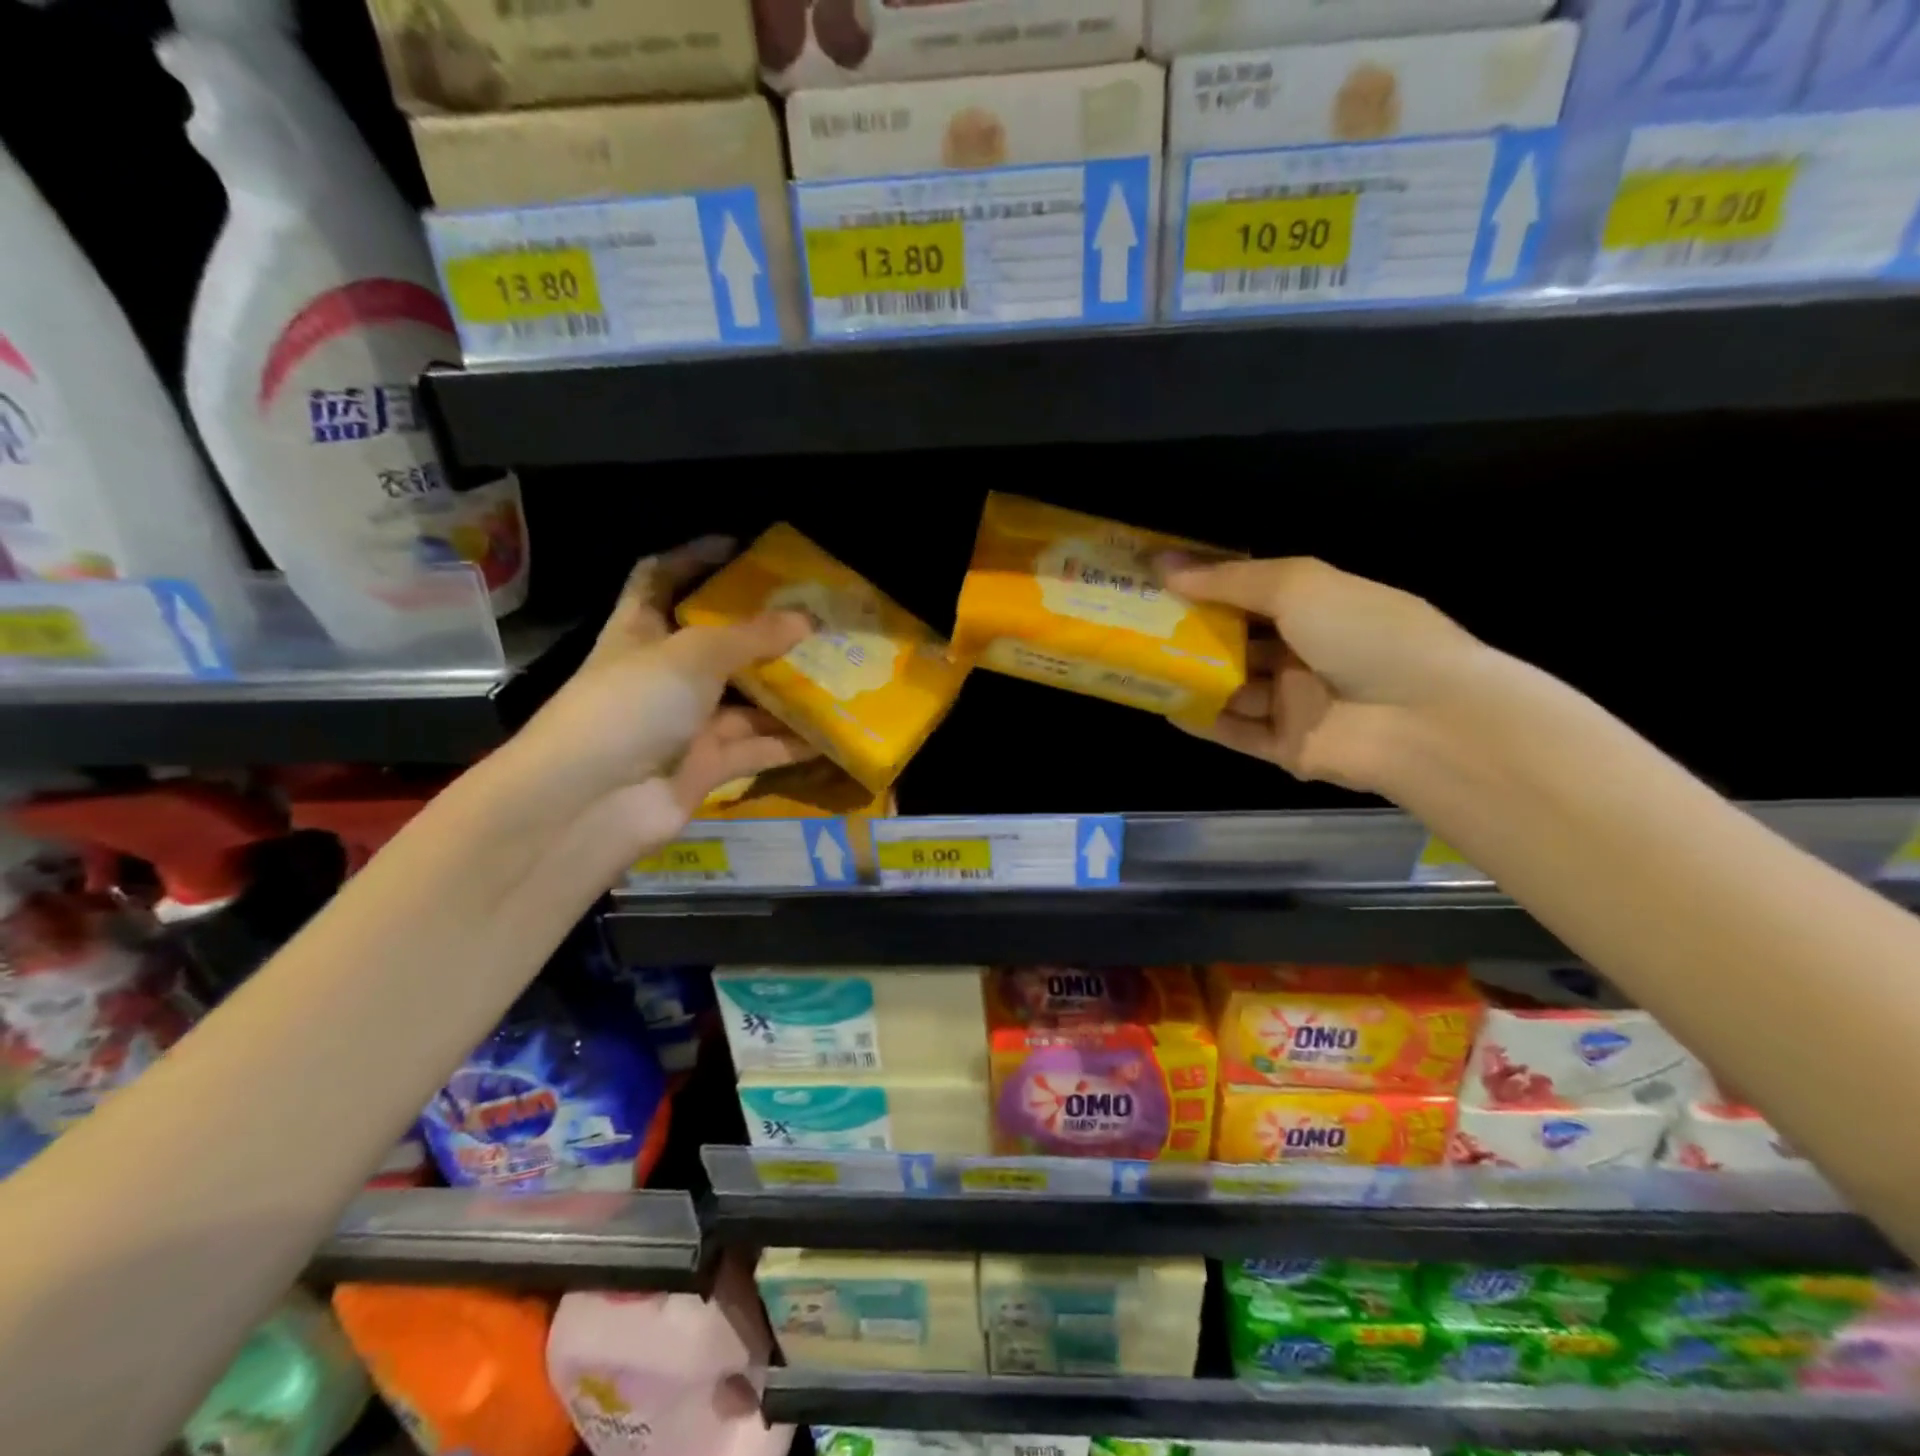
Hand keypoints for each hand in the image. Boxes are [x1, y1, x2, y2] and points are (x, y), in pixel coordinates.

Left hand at [506, 536, 816, 860]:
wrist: (593, 801)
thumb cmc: (633, 703)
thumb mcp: (693, 654)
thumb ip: (752, 636)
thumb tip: (807, 619)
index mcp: (642, 629)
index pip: (663, 578)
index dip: (696, 558)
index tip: (743, 547)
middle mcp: (665, 673)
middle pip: (720, 643)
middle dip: (766, 630)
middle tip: (817, 615)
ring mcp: (687, 723)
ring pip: (747, 699)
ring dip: (789, 690)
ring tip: (842, 671)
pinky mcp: (708, 765)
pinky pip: (758, 747)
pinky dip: (792, 743)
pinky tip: (834, 734)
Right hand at [1162, 555, 1481, 792]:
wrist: (1423, 719)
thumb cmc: (1364, 634)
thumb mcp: (1297, 586)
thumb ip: (1228, 579)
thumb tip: (1163, 564)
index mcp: (1316, 607)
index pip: (1249, 594)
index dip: (1205, 587)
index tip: (1156, 582)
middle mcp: (1304, 653)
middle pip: (1236, 642)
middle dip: (1190, 634)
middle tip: (1135, 625)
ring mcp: (1296, 702)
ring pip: (1232, 688)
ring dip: (1192, 677)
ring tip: (1139, 666)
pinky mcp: (1288, 746)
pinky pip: (1236, 732)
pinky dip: (1204, 721)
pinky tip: (1165, 707)